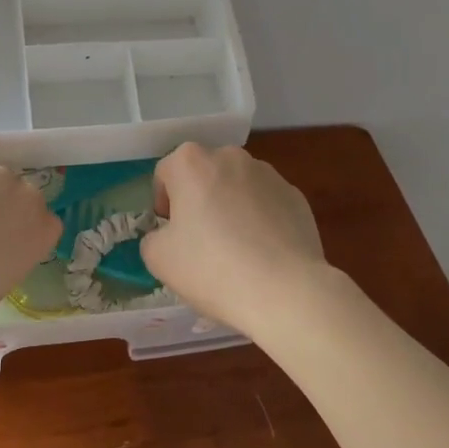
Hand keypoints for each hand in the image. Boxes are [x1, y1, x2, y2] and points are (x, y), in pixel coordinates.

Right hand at [141, 144, 328, 333]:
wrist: (285, 290)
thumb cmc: (212, 268)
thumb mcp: (158, 259)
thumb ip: (153, 238)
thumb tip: (167, 236)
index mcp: (191, 162)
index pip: (165, 173)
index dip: (163, 203)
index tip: (171, 233)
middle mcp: (229, 156)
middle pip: (204, 174)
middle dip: (199, 200)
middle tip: (201, 241)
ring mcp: (267, 173)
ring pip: (237, 186)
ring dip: (231, 206)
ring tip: (237, 250)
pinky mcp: (295, 195)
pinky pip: (267, 203)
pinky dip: (261, 219)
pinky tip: (263, 253)